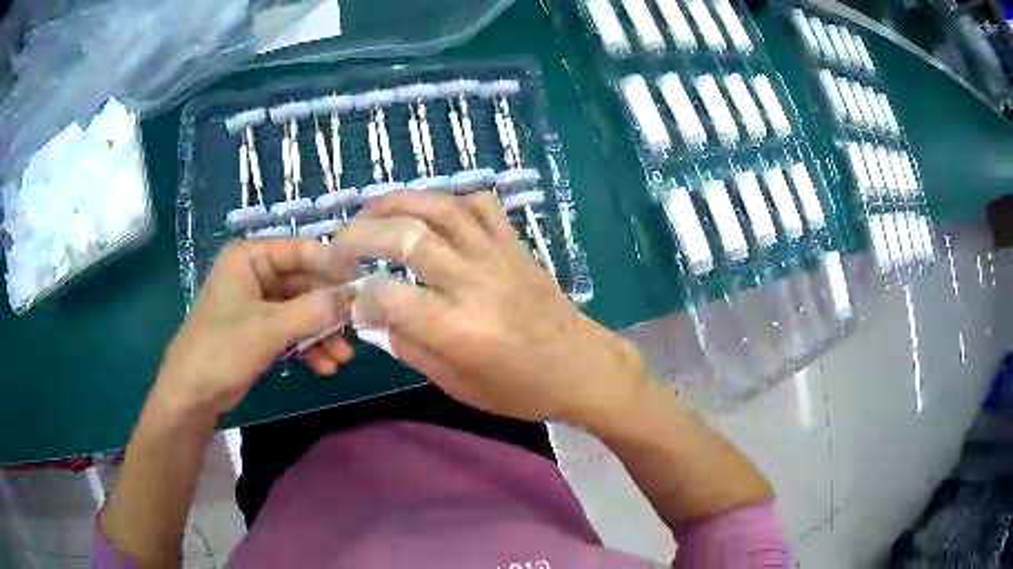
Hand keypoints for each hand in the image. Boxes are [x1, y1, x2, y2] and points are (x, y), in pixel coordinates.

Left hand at [153, 239, 353, 415]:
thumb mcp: (268, 328)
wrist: (192, 394)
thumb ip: (312, 310)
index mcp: (250, 258)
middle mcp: (255, 274)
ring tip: (341, 358)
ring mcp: (257, 304)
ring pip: (300, 310)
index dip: (332, 267)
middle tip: (356, 330)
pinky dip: (308, 346)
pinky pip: (291, 330)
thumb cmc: (221, 349)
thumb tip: (354, 297)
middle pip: (303, 283)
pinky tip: (324, 366)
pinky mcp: (259, 330)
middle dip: (328, 311)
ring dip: (322, 333)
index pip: (300, 250)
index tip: (363, 287)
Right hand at [331, 191, 648, 423]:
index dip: (360, 293)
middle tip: (339, 243)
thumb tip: (374, 316)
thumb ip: (411, 348)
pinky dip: (448, 197)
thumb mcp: (458, 385)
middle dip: (361, 234)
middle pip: (408, 239)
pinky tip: (428, 207)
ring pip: (442, 209)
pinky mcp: (516, 245)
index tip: (349, 297)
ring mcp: (498, 256)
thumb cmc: (520, 389)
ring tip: (369, 209)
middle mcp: (475, 284)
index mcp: (460, 330)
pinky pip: (481, 205)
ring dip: (397, 202)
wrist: (582, 367)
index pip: (391, 296)